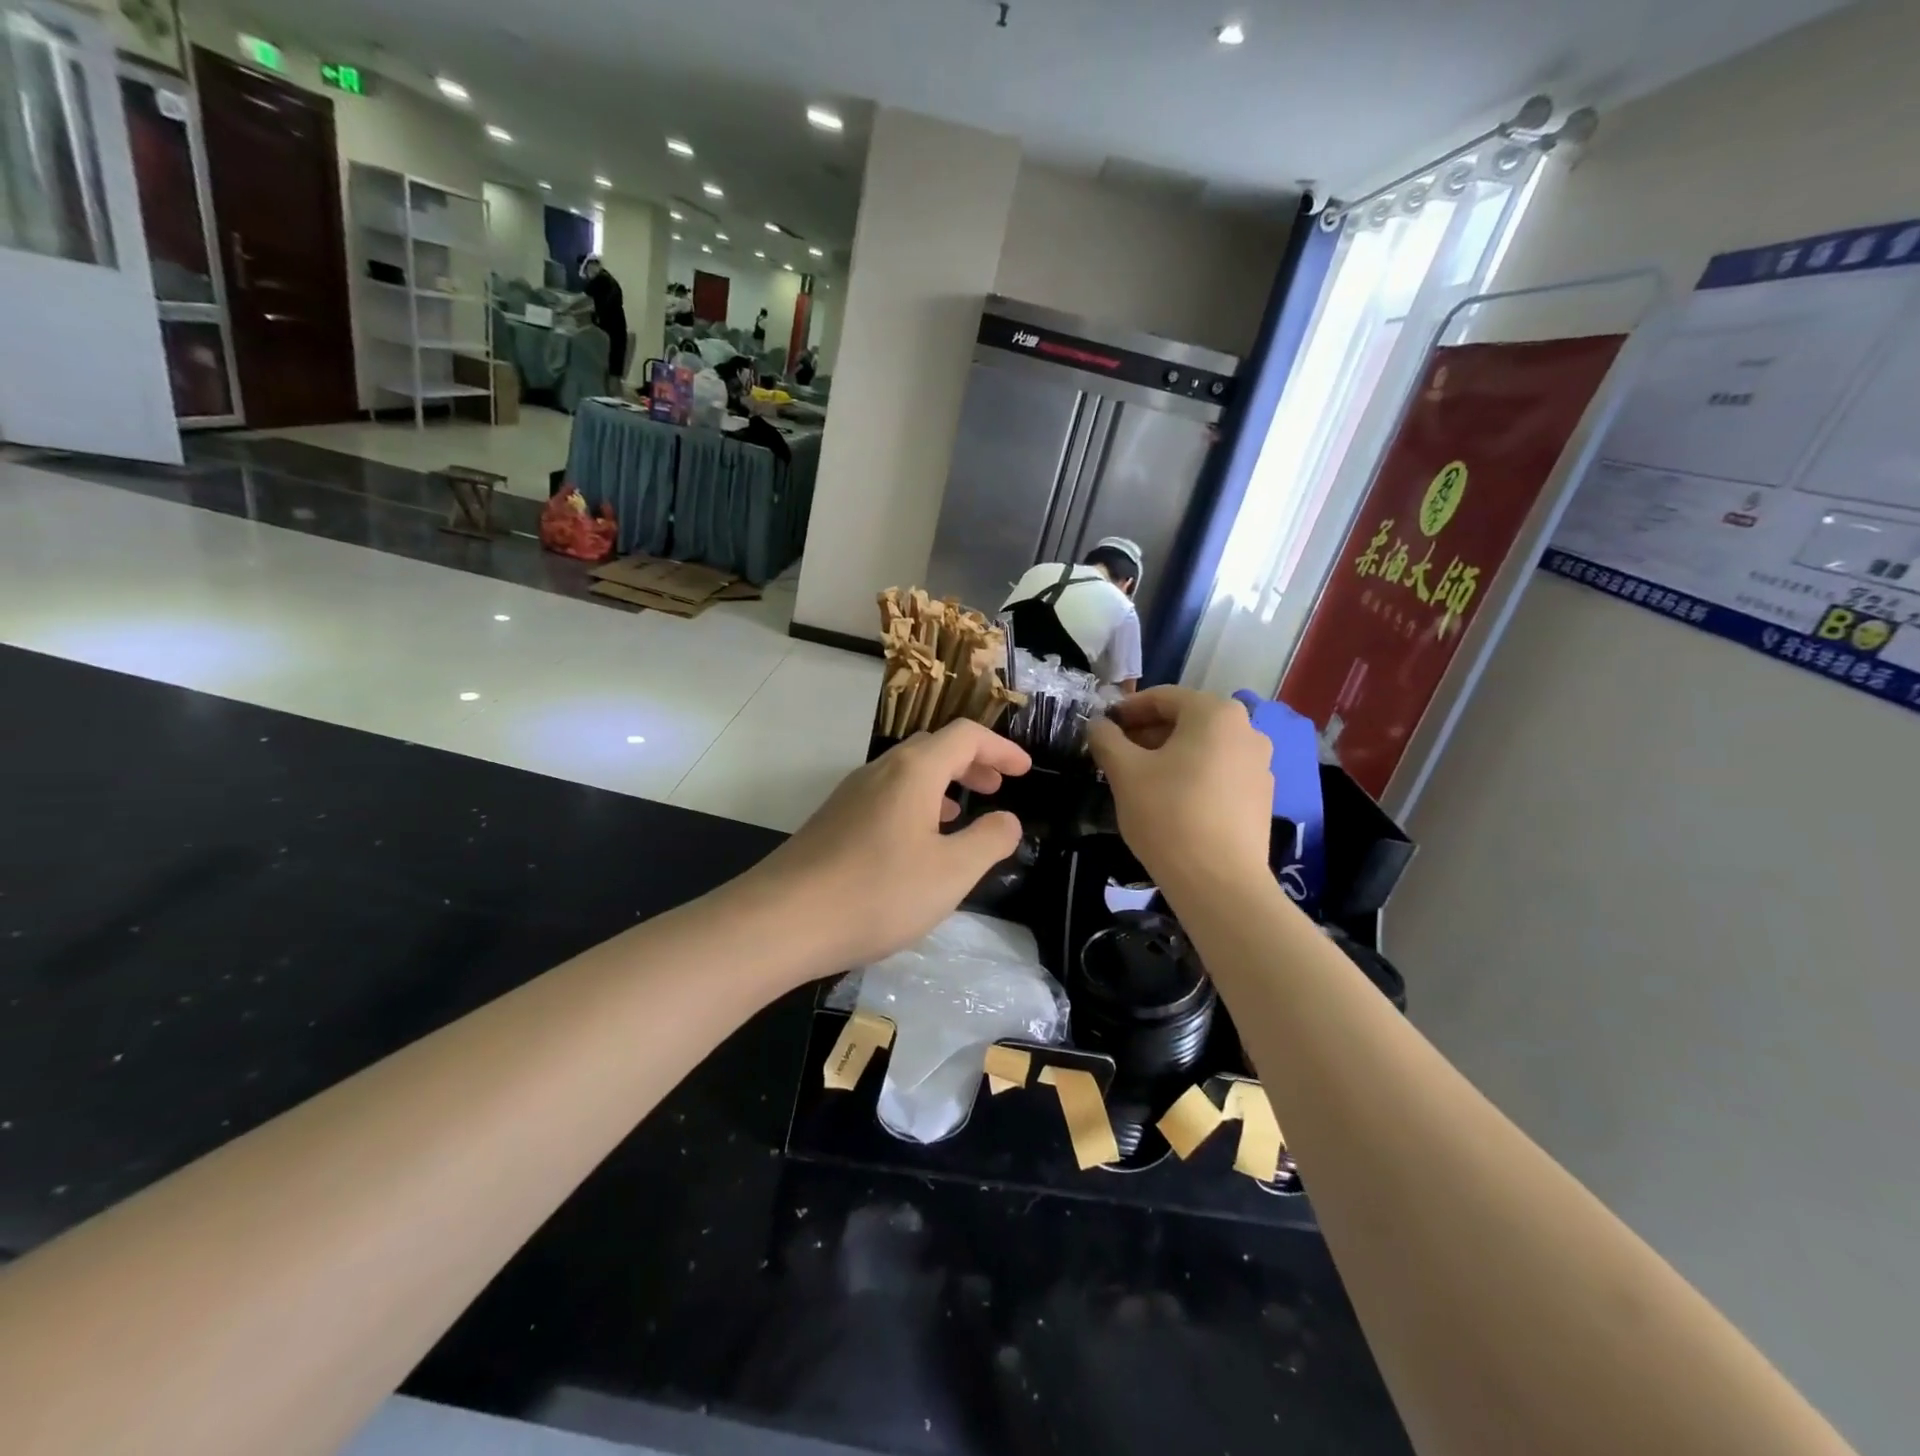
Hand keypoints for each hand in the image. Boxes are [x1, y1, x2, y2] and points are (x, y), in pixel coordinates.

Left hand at [751, 721, 1030, 975]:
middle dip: (973, 762)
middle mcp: (881, 771)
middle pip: (934, 748)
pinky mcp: (834, 820)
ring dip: (943, 784)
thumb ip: (989, 841)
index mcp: (914, 771)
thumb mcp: (951, 873)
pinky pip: (886, 796)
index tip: (1025, 770)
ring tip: (964, 814)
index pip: (966, 736)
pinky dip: (916, 804)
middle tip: (999, 787)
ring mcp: (851, 794)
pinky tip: (918, 842)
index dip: (1001, 748)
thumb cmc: (878, 892)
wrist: (782, 920)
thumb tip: (1008, 820)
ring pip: (908, 773)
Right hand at [1088, 687, 1273, 894]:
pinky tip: (1170, 800)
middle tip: (1116, 755)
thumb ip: (1106, 739)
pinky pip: (1219, 772)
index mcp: (1215, 713)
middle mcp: (1246, 729)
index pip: (1162, 697)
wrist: (1219, 882)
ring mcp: (1259, 764)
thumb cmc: (1168, 814)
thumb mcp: (1125, 772)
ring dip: (1168, 755)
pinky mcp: (1261, 796)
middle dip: (1147, 733)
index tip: (1103, 728)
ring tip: (1139, 779)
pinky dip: (1192, 775)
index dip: (1127, 709)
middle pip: (1186, 720)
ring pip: (1203, 747)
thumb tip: (1097, 725)